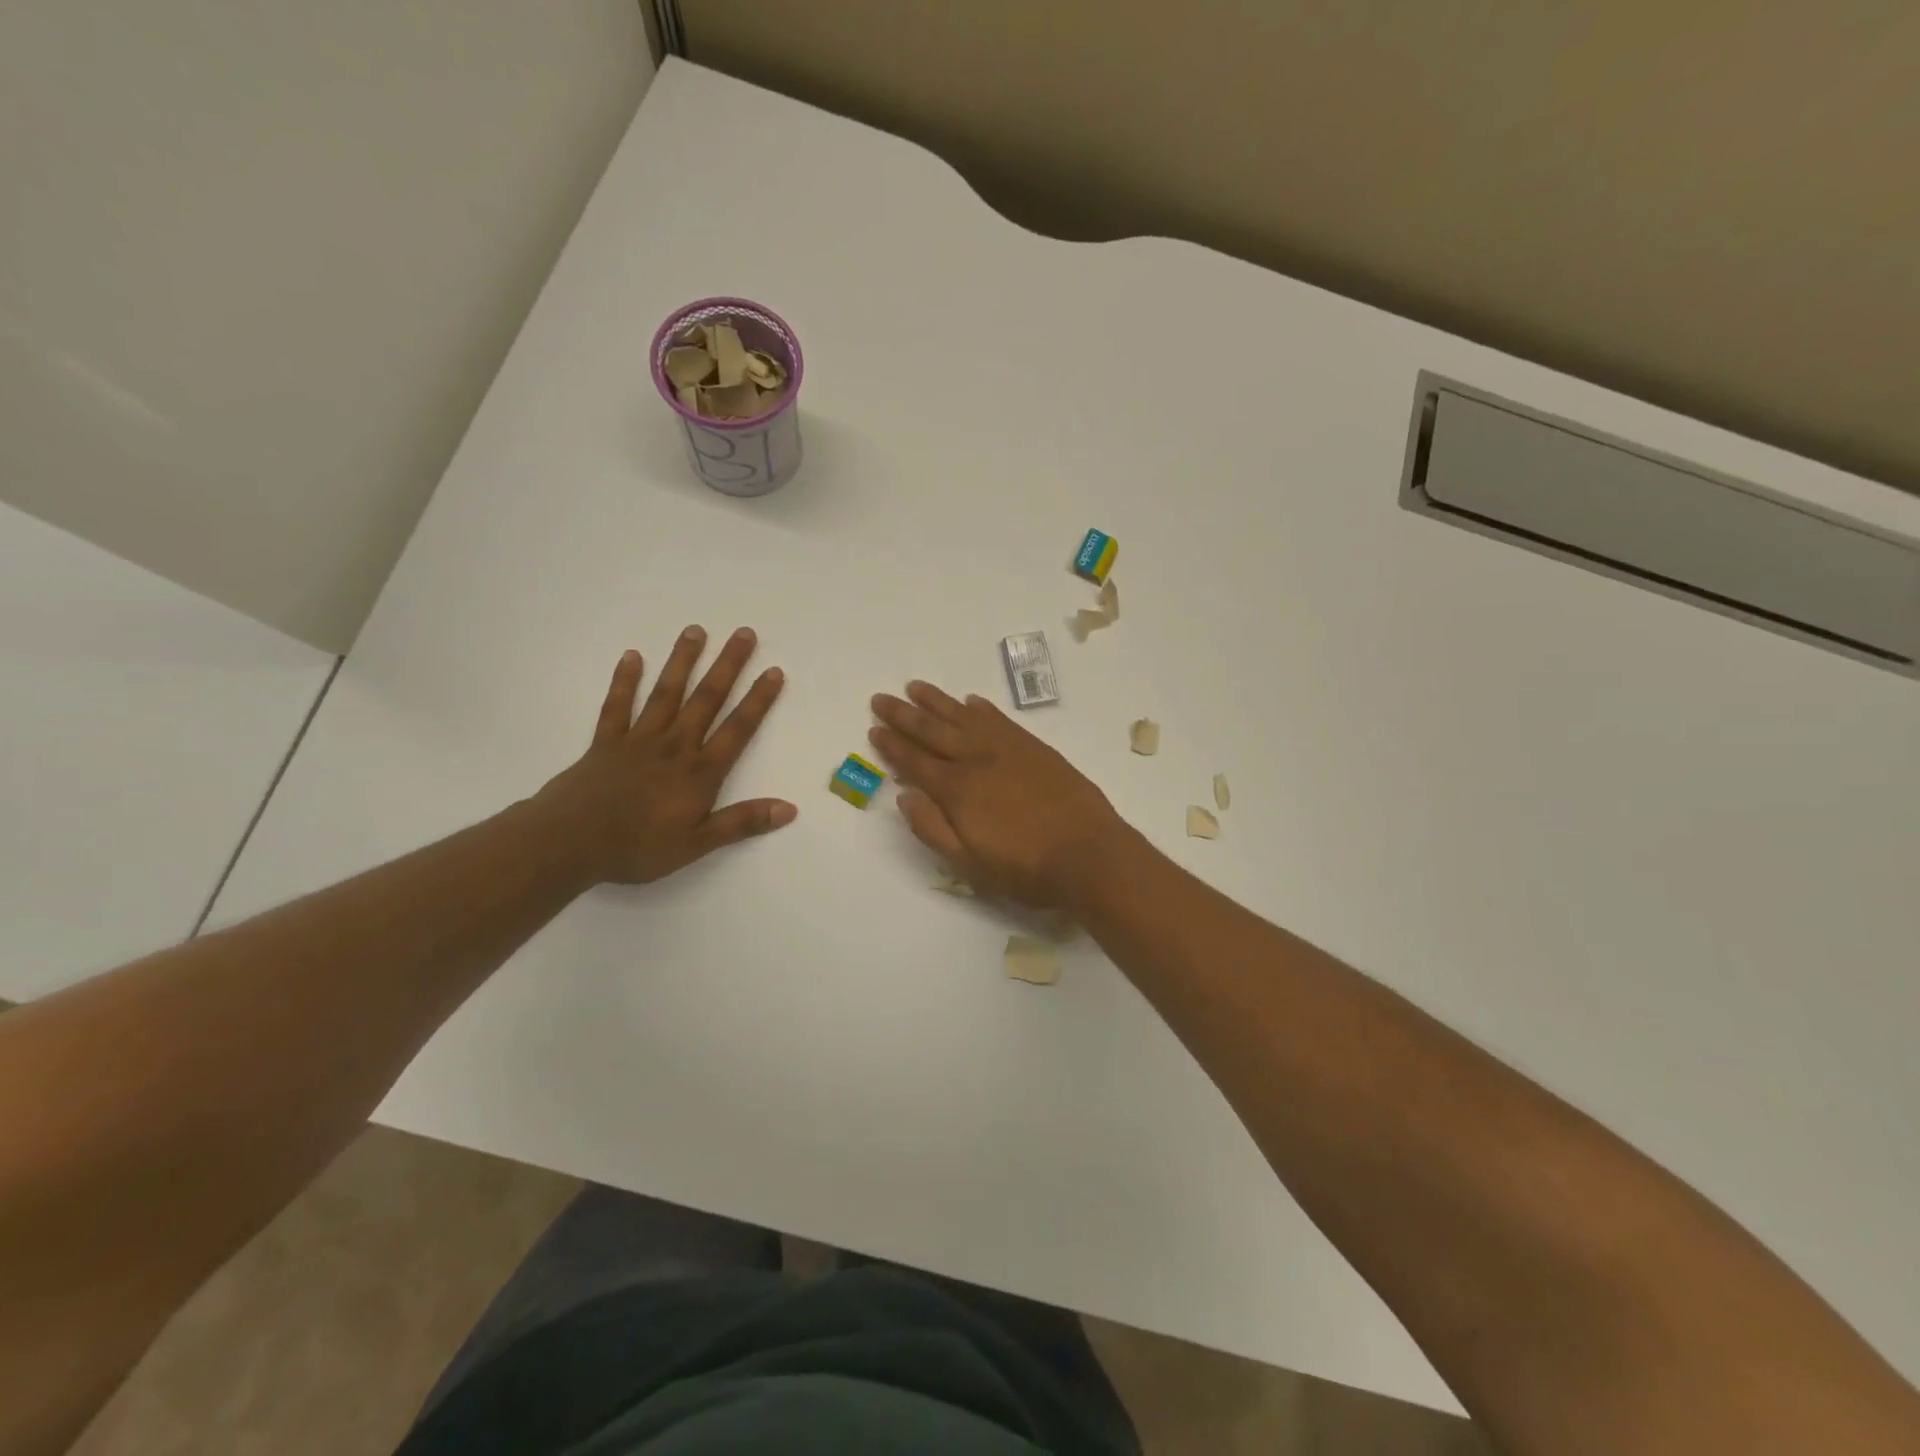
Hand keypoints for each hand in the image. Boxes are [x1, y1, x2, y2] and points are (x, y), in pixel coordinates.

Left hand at [538, 627, 795, 883]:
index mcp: (699, 772)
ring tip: (696, 630)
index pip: (737, 729)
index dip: (757, 700)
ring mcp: (638, 740)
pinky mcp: (606, 743)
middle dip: (728, 666)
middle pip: (706, 700)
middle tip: (744, 633)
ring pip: (666, 693)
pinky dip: (625, 681)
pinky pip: (617, 706)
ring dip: (682, 661)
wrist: (568, 844)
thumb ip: (742, 822)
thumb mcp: (697, 844)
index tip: (773, 671)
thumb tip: (789, 808)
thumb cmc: (637, 848)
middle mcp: (674, 746)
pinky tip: (632, 656)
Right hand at [869, 682, 1126, 908]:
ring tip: (916, 687)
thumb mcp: (969, 864)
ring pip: (964, 716)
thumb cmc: (1026, 869)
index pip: (914, 761)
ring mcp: (1008, 749)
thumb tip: (904, 795)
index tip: (874, 728)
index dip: (892, 745)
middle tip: (882, 697)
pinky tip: (971, 702)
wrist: (1089, 854)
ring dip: (938, 701)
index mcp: (957, 790)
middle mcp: (977, 760)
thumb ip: (932, 829)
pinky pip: (1000, 719)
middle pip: (933, 730)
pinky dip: (982, 709)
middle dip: (904, 714)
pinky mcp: (1035, 747)